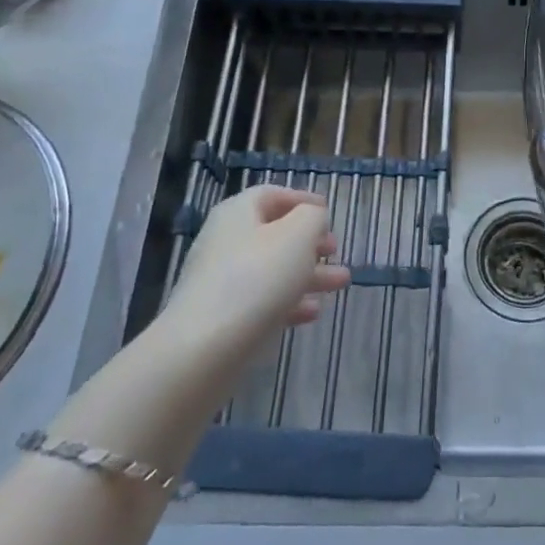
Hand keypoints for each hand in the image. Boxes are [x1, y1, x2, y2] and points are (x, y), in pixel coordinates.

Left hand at [163, 185, 349, 358]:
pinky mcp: (222, 317)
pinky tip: (313, 313)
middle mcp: (225, 241)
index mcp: (238, 213)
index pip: (272, 195)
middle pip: (274, 234)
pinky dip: (289, 302)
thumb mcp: (298, 235)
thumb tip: (312, 218)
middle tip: (335, 250)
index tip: (328, 211)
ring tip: (341, 283)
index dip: (302, 199)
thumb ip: (312, 217)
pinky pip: (261, 301)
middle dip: (310, 242)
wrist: (203, 349)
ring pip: (272, 270)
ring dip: (308, 274)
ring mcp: (220, 281)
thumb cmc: (257, 278)